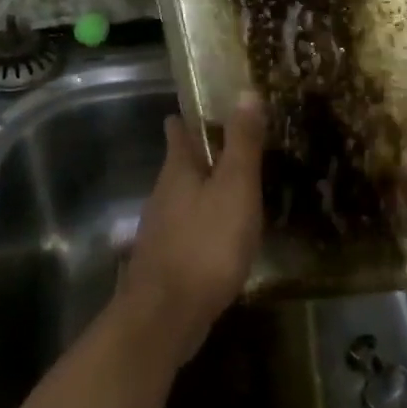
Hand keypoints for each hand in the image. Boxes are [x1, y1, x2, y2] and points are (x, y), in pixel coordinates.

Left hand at [122, 95, 266, 362]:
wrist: (167, 315)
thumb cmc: (206, 243)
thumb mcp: (235, 188)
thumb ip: (242, 143)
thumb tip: (246, 92)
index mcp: (178, 170)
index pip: (178, 130)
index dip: (189, 116)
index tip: (204, 107)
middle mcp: (162, 194)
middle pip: (180, 164)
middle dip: (202, 154)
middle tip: (234, 146)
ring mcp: (160, 229)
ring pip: (183, 198)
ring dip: (204, 189)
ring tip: (233, 188)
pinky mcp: (165, 260)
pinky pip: (187, 229)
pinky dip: (203, 222)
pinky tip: (221, 236)